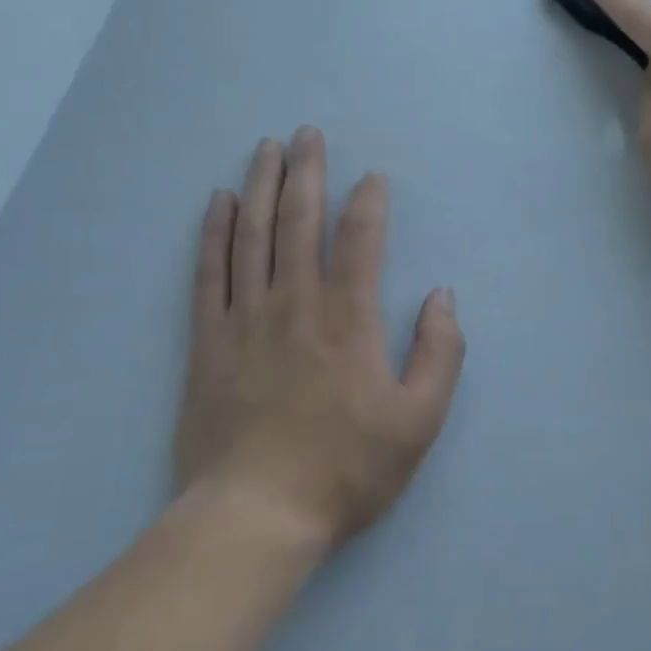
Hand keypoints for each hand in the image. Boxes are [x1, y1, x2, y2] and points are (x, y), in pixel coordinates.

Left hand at [176, 129, 465, 547]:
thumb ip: (440, 352)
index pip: (360, 239)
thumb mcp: (419, 420)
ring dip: (262, 186)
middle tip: (307, 132)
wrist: (255, 518)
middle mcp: (295, 303)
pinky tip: (220, 203)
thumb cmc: (345, 469)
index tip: (372, 176)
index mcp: (349, 319)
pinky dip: (215, 232)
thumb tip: (442, 296)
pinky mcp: (208, 341)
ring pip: (253, 235)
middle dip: (307, 171)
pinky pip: (210, 273)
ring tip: (266, 148)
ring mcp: (245, 319)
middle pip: (300, 221)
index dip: (368, 201)